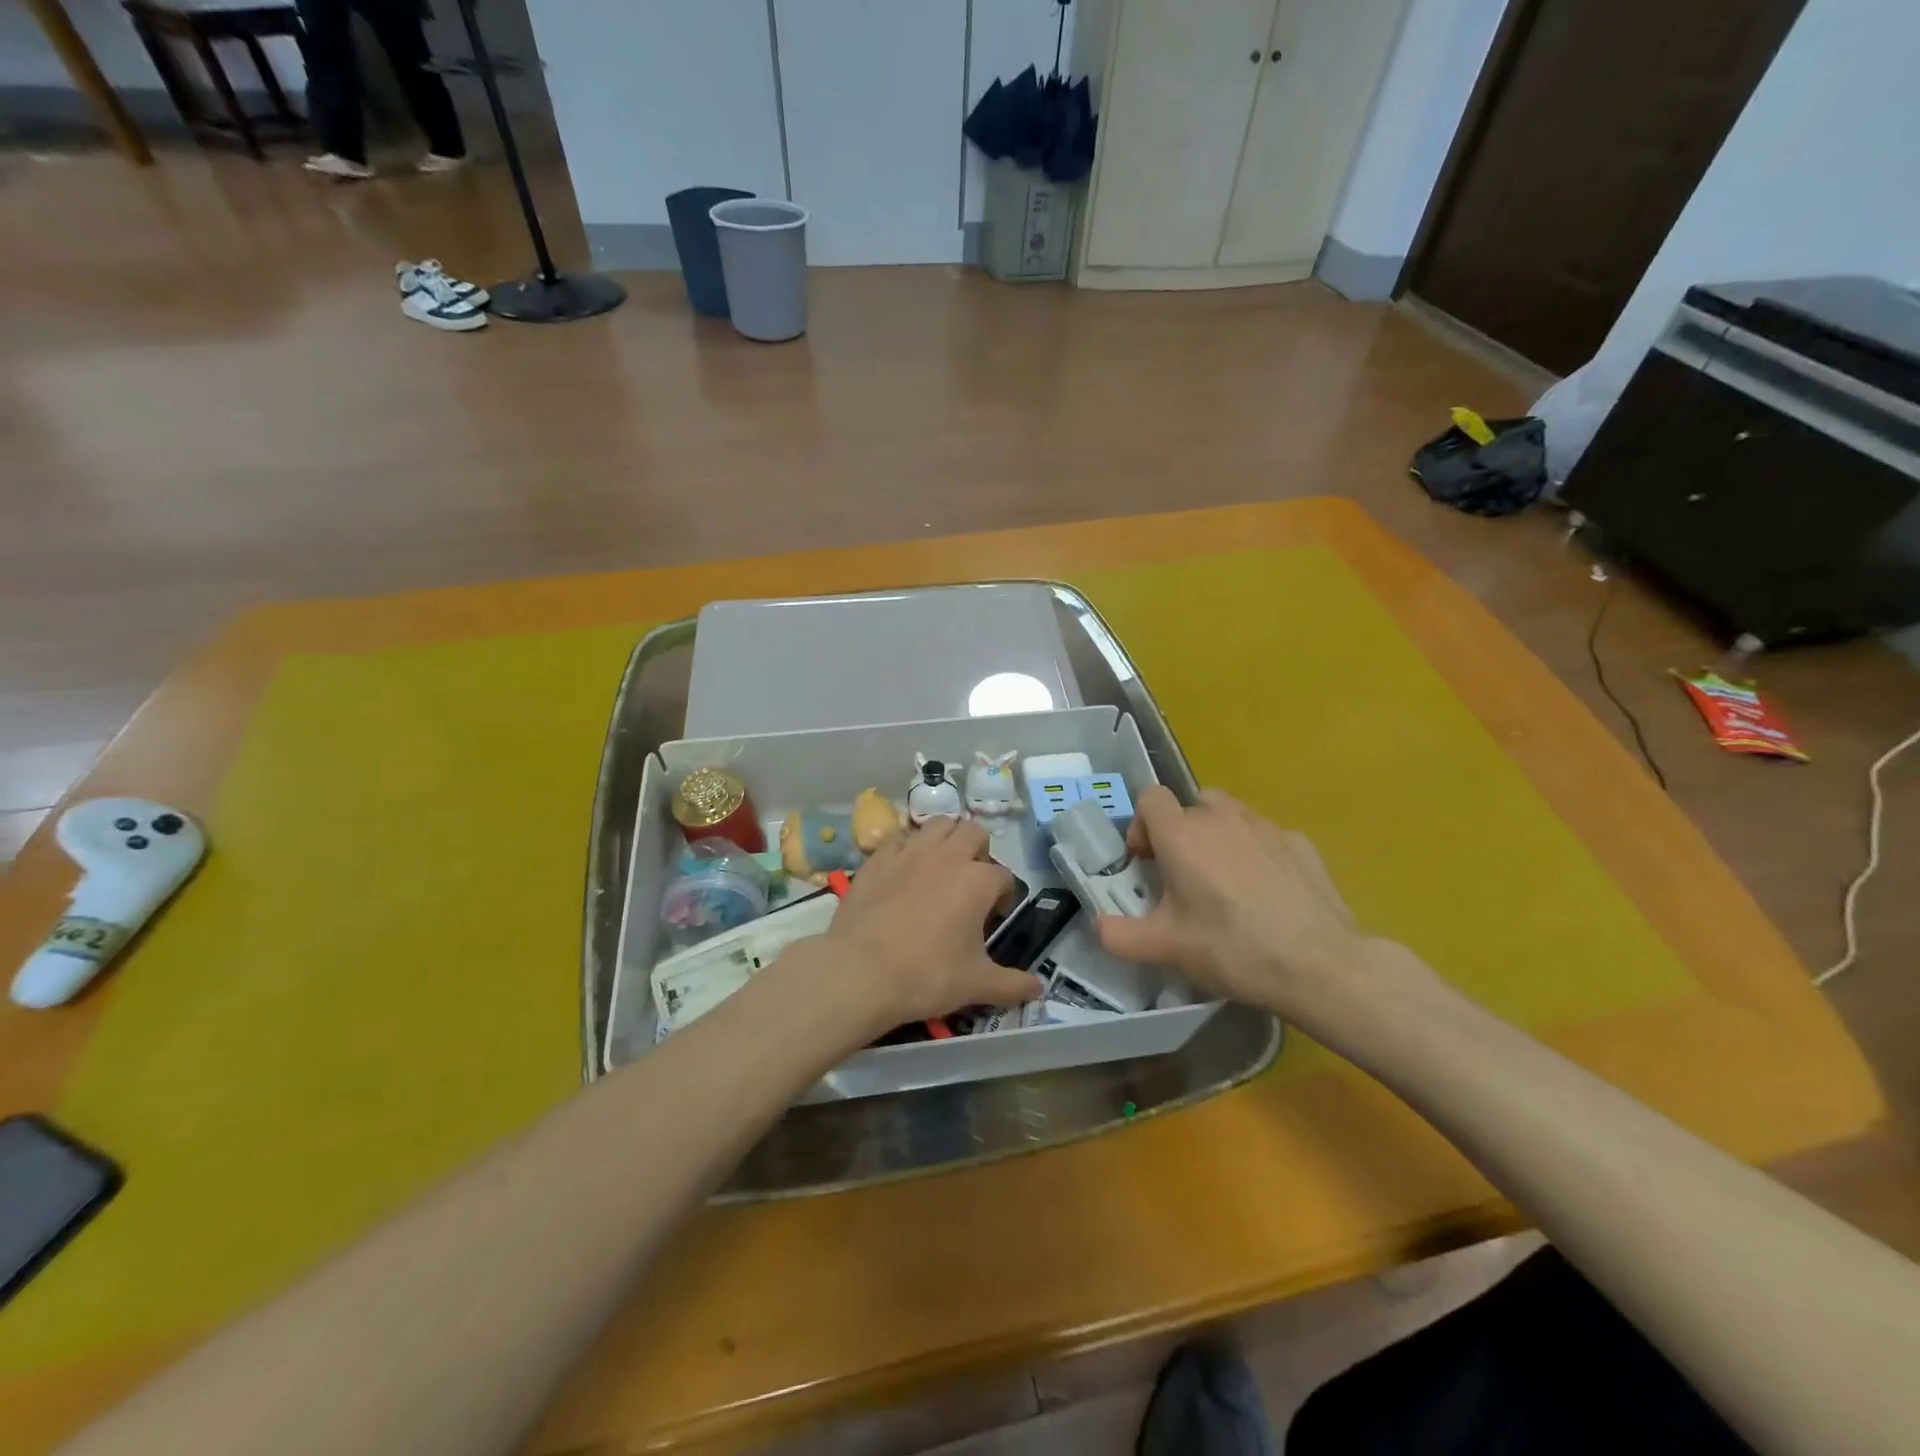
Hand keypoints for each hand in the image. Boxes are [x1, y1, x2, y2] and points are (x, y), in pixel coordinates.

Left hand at [815, 818, 1041, 1033]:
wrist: (860, 972)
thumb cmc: (926, 975)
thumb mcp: (976, 985)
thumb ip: (1012, 984)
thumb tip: (1040, 989)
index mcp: (978, 880)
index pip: (1004, 877)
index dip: (1003, 896)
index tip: (993, 917)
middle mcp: (948, 855)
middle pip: (974, 832)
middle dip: (979, 852)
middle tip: (971, 883)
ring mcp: (910, 852)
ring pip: (938, 825)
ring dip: (946, 839)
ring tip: (941, 869)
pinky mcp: (878, 857)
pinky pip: (900, 839)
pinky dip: (908, 849)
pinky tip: (903, 873)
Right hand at [1094, 787, 1388, 1020]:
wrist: (1319, 965)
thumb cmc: (1232, 948)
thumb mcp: (1165, 948)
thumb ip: (1119, 935)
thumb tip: (1097, 926)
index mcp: (1182, 834)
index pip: (1151, 797)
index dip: (1142, 825)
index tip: (1147, 862)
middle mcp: (1221, 817)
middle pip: (1190, 804)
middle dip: (1181, 832)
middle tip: (1184, 876)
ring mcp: (1265, 826)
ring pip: (1230, 816)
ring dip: (1218, 838)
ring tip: (1226, 883)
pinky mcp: (1300, 842)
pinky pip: (1265, 837)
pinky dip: (1257, 854)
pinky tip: (1268, 894)